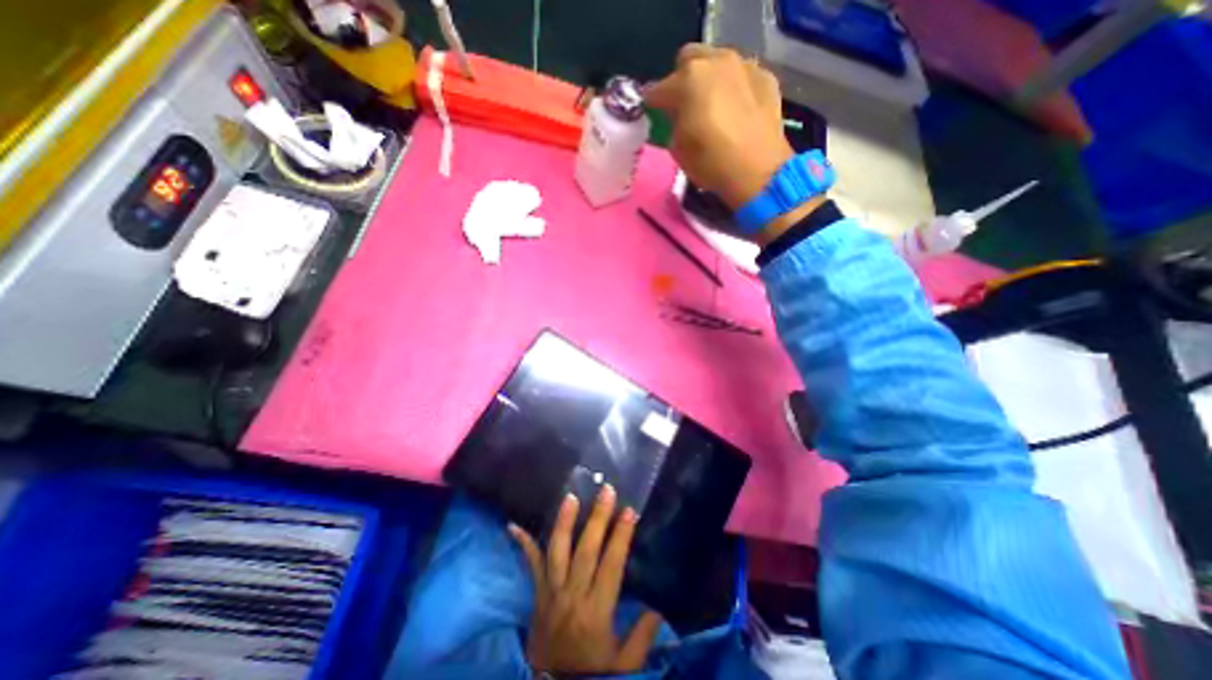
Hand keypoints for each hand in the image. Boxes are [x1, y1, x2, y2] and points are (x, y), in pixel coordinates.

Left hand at [508, 483, 667, 675]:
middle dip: (597, 519)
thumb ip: (643, 636)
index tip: (630, 511)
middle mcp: (572, 597)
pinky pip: (531, 565)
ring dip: (564, 522)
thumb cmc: (592, 673)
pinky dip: (524, 544)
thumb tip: (658, 607)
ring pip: (557, 552)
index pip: (610, 566)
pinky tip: (513, 526)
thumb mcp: (624, 665)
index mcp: (596, 613)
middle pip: (585, 551)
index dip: (620, 537)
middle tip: (606, 491)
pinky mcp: (537, 594)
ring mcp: (551, 593)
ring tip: (570, 497)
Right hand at [644, 44, 823, 245]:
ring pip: (717, 62)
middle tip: (683, 105)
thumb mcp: (677, 149)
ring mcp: (743, 66)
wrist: (758, 172)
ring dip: (709, 80)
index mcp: (687, 81)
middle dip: (681, 80)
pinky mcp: (765, 77)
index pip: (658, 89)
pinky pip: (742, 75)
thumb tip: (677, 115)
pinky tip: (736, 109)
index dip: (652, 103)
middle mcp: (715, 62)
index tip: (651, 112)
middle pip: (688, 60)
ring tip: (711, 105)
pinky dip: (734, 88)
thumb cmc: (710, 163)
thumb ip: (673, 124)